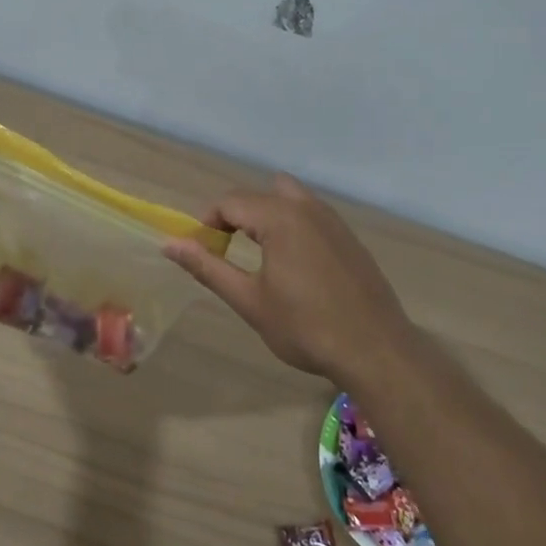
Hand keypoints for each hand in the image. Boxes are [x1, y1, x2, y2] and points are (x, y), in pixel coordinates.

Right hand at [163, 175, 412, 379]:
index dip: (207, 222)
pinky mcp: (349, 237)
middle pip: (258, 195)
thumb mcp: (249, 301)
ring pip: (288, 197)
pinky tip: (294, 265)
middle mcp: (307, 208)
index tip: (202, 251)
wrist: (376, 350)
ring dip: (265, 216)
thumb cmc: (306, 328)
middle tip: (226, 251)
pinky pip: (310, 213)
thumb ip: (208, 267)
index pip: (230, 202)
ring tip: (259, 254)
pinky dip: (291, 225)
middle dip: (235, 216)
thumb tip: (169, 244)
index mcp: (280, 218)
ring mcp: (333, 220)